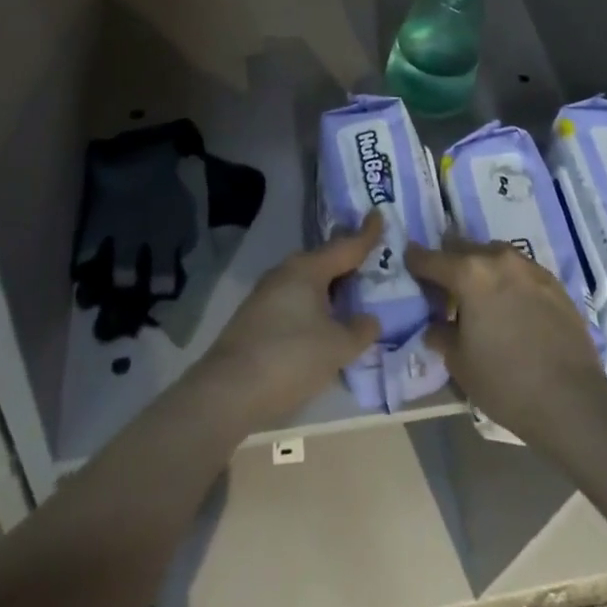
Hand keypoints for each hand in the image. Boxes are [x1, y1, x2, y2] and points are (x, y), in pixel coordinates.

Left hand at [192, 212, 383, 432]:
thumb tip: (370, 319)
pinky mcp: (255, 317)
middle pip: (325, 261)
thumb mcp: (337, 347)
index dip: (366, 233)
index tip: (379, 214)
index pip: (346, 246)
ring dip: (330, 288)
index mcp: (308, 269)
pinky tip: (321, 325)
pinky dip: (313, 306)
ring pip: (308, 282)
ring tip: (351, 297)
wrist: (228, 392)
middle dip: (347, 262)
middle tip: (370, 262)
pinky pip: (295, 301)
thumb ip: (360, 330)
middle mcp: (286, 272)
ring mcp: (267, 294)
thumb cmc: (291, 358)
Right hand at [406, 236, 606, 446]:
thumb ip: (442, 335)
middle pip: (464, 248)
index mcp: (469, 274)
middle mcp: (498, 258)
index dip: (416, 261)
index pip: (431, 259)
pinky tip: (510, 305)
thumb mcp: (460, 364)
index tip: (409, 261)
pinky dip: (507, 280)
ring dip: (481, 268)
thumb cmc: (506, 382)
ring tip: (480, 294)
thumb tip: (436, 326)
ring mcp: (529, 266)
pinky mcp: (553, 281)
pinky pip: (520, 270)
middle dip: (450, 262)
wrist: (572, 400)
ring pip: (494, 255)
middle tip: (444, 284)